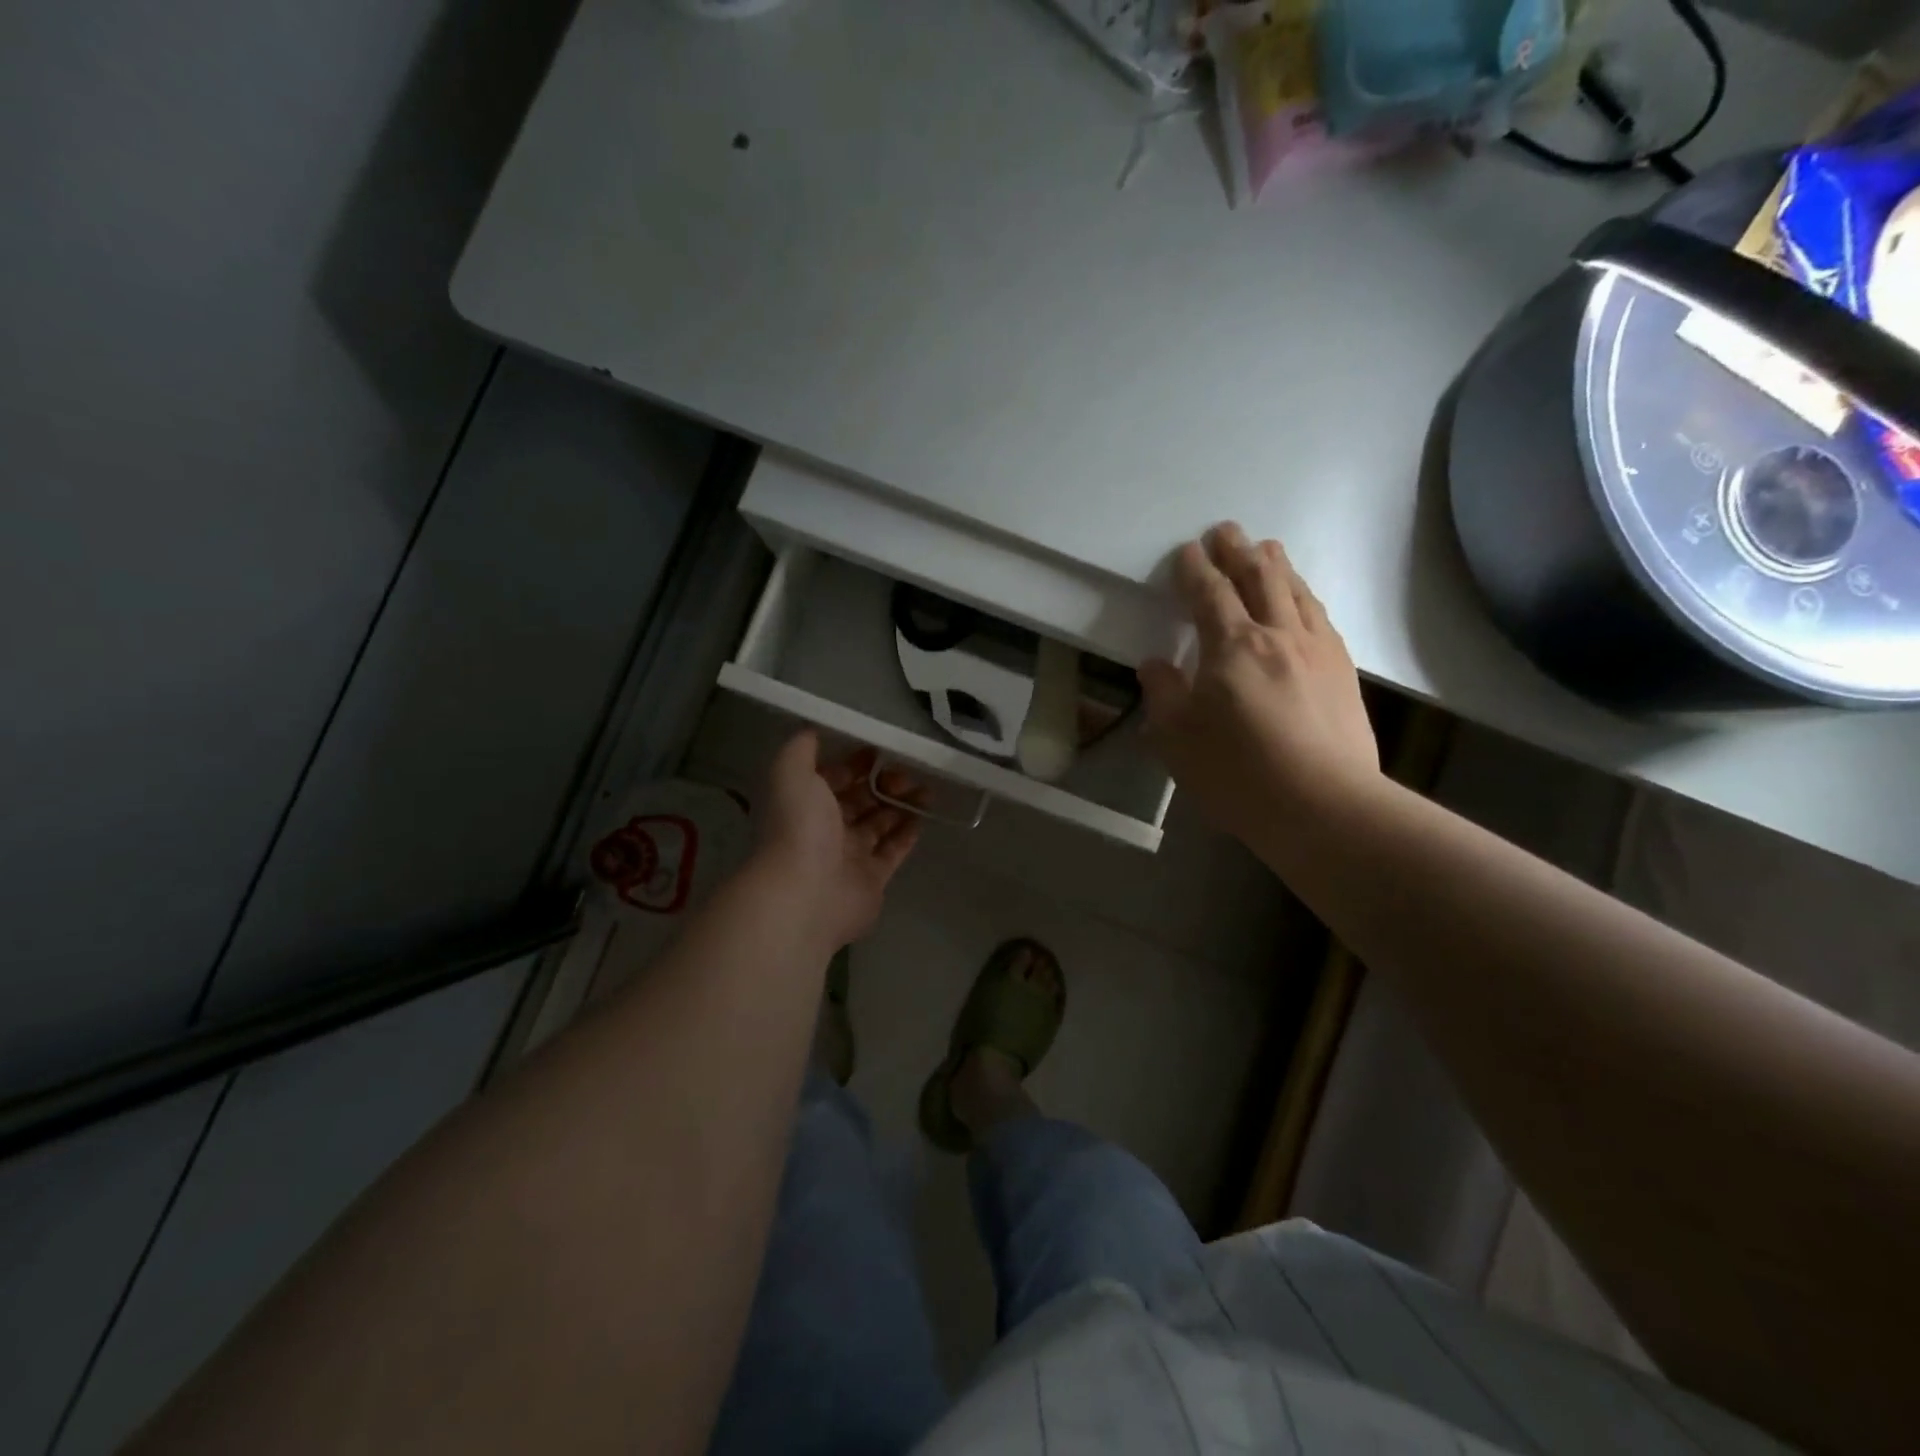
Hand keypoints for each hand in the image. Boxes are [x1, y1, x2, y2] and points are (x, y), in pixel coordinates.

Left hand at [752, 732, 924, 950]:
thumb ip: (801, 749)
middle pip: (859, 799)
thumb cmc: (799, 827)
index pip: (833, 778)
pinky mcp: (872, 879)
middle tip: (907, 772)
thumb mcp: (791, 773)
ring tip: (926, 790)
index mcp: (805, 804)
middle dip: (882, 782)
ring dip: (901, 804)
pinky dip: (908, 833)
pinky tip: (924, 816)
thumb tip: (813, 730)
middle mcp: (825, 829)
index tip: (880, 749)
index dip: (854, 762)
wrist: (807, 893)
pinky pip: (893, 851)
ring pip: (880, 823)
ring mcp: (849, 856)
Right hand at [1140, 523, 1379, 841]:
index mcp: (1232, 646)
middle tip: (1227, 530)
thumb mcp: (1178, 740)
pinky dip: (1306, 597)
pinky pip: (1322, 618)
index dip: (1195, 569)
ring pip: (1297, 592)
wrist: (1324, 806)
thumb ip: (1164, 695)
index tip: (1187, 550)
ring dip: (1277, 566)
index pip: (1209, 593)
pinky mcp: (1344, 673)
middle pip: (1259, 578)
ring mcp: (1318, 650)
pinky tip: (1304, 601)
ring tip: (1267, 550)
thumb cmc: (1238, 773)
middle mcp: (1278, 634)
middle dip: (1239, 551)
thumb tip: (1156, 666)